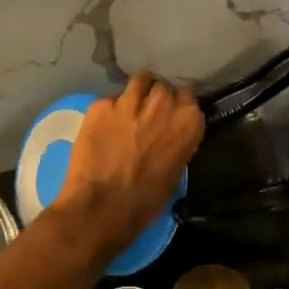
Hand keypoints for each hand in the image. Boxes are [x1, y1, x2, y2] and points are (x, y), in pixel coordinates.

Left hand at [54, 73, 204, 257]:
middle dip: (157, 98)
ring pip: (138, 81)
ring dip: (136, 93)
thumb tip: (168, 137)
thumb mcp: (175, 172)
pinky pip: (110, 100)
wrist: (102, 207)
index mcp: (188, 122)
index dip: (177, 105)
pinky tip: (103, 126)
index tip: (170, 115)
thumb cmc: (145, 201)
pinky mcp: (100, 105)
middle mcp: (162, 104)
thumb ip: (176, 143)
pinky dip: (109, 110)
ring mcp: (129, 101)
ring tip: (129, 109)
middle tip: (148, 114)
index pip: (188, 96)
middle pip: (163, 87)